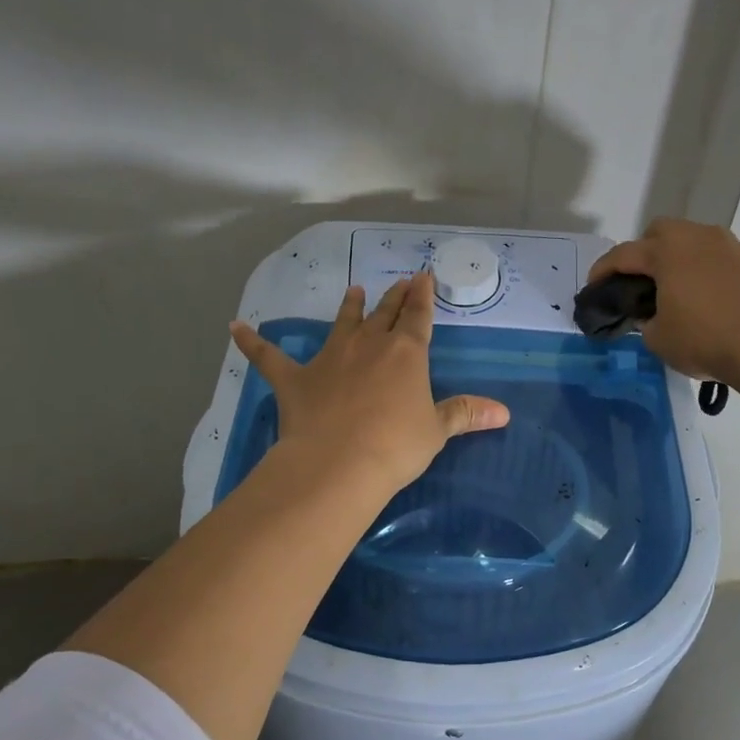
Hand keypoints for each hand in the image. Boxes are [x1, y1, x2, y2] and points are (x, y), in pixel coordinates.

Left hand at [229, 271, 508, 493]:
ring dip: (350, 307)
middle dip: (394, 297)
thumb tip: (504, 412)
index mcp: (406, 353)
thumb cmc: (396, 446)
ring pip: (342, 323)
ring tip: (354, 290)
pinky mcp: (295, 379)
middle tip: (399, 281)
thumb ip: (466, 414)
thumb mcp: (436, 430)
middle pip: (384, 313)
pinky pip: (269, 356)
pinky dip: (251, 342)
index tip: (424, 275)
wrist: (339, 463)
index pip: (418, 316)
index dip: (422, 296)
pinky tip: (234, 326)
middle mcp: (368, 345)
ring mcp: (329, 358)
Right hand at [589, 218, 739, 407]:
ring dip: (677, 258)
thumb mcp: (659, 338)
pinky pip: (717, 255)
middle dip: (644, 251)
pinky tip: (705, 296)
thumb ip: (645, 319)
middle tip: (640, 282)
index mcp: (667, 252)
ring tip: (675, 289)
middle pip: (660, 231)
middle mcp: (697, 238)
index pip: (623, 254)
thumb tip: (650, 312)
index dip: (602, 271)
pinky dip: (704, 268)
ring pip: (692, 240)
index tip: (593, 288)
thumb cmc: (705, 340)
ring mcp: (729, 246)